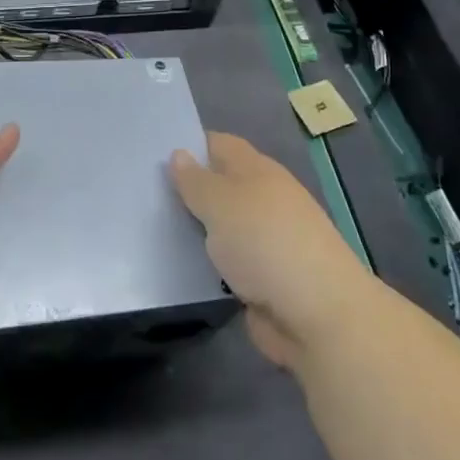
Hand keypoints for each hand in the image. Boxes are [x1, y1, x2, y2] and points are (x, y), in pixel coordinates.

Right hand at [171, 132, 373, 369]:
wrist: (318, 315)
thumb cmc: (265, 244)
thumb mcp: (221, 203)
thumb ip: (196, 181)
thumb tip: (179, 154)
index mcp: (258, 170)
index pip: (219, 144)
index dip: (189, 145)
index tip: (152, 150)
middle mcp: (264, 199)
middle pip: (220, 185)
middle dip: (186, 188)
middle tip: (141, 191)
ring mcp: (266, 240)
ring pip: (221, 224)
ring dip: (194, 228)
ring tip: (150, 226)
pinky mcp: (264, 278)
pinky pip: (226, 260)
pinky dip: (206, 261)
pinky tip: (177, 264)